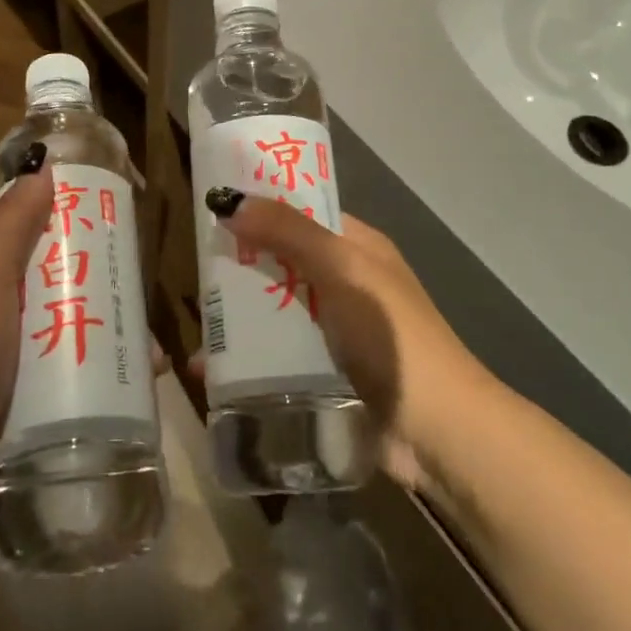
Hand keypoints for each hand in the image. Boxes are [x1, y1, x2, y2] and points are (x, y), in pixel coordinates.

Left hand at [0, 146, 173, 522]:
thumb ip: (10, 227)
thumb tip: (43, 166)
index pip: (46, 247)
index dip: (84, 232)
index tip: (127, 228)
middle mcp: (13, 324)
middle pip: (75, 295)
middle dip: (114, 294)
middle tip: (148, 300)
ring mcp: (28, 373)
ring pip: (87, 341)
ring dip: (123, 343)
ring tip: (156, 358)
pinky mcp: (45, 415)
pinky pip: (90, 388)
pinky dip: (118, 384)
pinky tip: (146, 390)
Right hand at [203, 192, 486, 489]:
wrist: (437, 431)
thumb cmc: (390, 335)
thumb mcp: (341, 270)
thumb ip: (288, 233)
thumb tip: (229, 199)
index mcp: (358, 248)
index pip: (303, 213)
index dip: (262, 207)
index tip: (213, 207)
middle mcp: (345, 283)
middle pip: (282, 263)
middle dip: (240, 266)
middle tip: (192, 269)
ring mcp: (335, 331)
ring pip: (275, 311)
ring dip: (237, 318)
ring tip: (193, 325)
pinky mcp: (324, 374)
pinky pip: (276, 355)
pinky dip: (245, 359)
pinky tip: (208, 370)